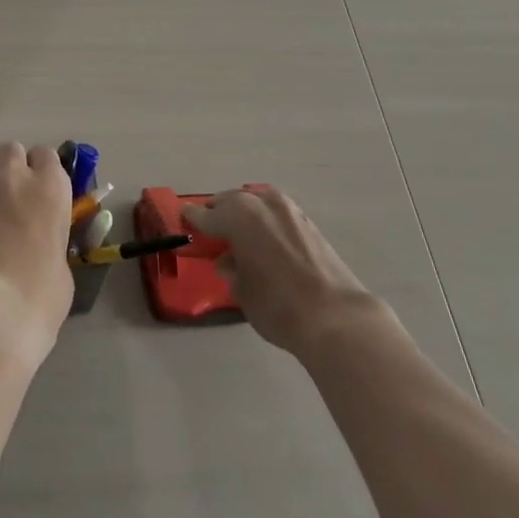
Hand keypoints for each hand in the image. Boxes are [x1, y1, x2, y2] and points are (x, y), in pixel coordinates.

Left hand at [0, 142, 74, 366]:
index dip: (41, 168)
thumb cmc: (43, 292)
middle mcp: (17, 178)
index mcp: (52, 187)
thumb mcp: (62, 259)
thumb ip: (52, 235)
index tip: (40, 186)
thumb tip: (43, 242)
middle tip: (11, 190)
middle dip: (10, 163)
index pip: (46, 154)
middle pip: (10, 148)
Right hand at [184, 187, 382, 356]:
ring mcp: (288, 209)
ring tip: (239, 233)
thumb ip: (230, 269)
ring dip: (244, 213)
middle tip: (211, 229)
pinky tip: (265, 238)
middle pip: (231, 201)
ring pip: (256, 202)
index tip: (183, 219)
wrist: (335, 316)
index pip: (205, 215)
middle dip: (219, 213)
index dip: (192, 220)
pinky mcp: (308, 222)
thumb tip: (229, 261)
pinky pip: (276, 213)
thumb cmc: (277, 305)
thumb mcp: (241, 291)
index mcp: (237, 215)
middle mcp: (261, 203)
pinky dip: (265, 221)